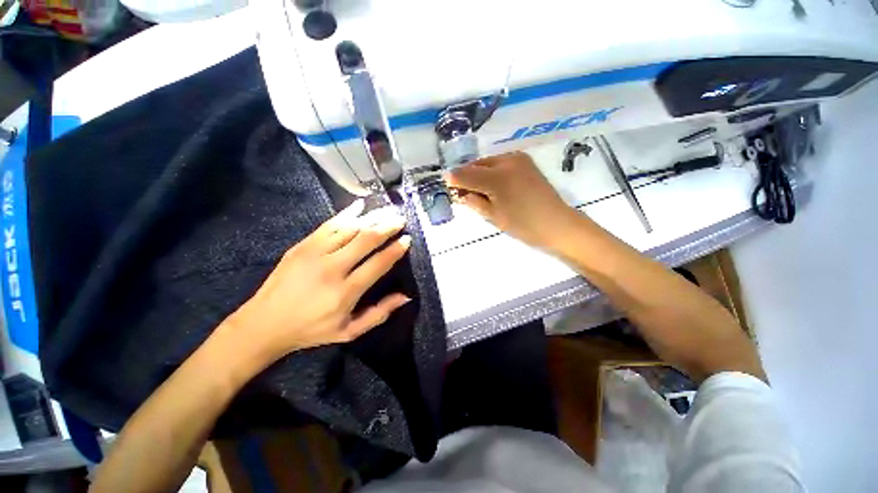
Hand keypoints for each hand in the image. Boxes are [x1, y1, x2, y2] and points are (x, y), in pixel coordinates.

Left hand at [224, 200, 411, 365]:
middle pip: (366, 240)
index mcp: (346, 291)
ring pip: (350, 228)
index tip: (407, 239)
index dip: (396, 249)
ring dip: (372, 218)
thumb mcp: (349, 331)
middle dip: (387, 227)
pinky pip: (329, 224)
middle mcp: (332, 268)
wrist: (264, 323)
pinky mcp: (302, 245)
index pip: (378, 263)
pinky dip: (347, 213)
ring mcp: (315, 253)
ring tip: (387, 211)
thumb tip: (405, 296)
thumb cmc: (311, 330)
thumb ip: (379, 313)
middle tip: (400, 219)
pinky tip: (360, 205)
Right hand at [445, 152, 582, 248]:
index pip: (466, 175)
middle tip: (461, 189)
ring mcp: (517, 159)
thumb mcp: (494, 216)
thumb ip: (474, 201)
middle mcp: (506, 162)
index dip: (454, 179)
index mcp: (497, 178)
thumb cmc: (523, 225)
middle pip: (477, 165)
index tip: (446, 183)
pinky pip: (500, 162)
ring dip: (478, 173)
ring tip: (476, 187)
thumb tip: (460, 193)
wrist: (556, 223)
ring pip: (488, 162)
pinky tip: (491, 183)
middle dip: (466, 175)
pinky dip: (491, 171)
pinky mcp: (525, 161)